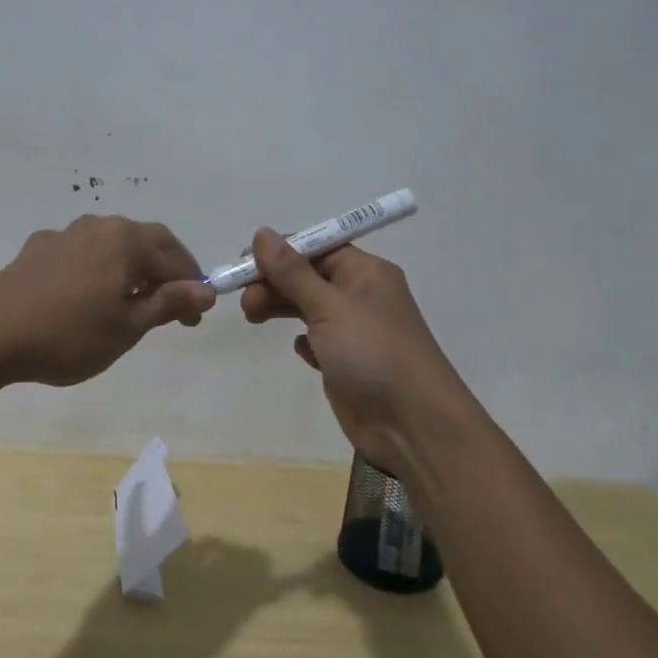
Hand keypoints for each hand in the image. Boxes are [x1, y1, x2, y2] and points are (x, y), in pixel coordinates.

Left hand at [0, 215, 214, 386]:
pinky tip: (85, 293)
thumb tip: (206, 291)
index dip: (191, 287)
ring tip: (129, 299)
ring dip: (131, 266)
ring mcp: (65, 233)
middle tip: (171, 306)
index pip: (175, 257)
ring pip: (112, 243)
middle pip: (146, 241)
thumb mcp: (127, 327)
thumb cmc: (68, 335)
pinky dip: (97, 268)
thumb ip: (168, 304)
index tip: (193, 320)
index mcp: (127, 241)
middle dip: (165, 270)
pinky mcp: (38, 247)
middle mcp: (99, 225)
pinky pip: (82, 251)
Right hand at [240, 230, 467, 478]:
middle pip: (308, 276)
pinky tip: (300, 350)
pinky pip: (317, 339)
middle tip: (245, 302)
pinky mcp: (346, 362)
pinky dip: (303, 340)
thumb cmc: (372, 353)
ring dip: (280, 307)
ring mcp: (354, 330)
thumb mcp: (329, 307)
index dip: (280, 252)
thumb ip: (292, 272)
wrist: (412, 423)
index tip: (244, 263)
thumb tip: (262, 233)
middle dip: (274, 282)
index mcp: (365, 272)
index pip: (316, 247)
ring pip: (308, 306)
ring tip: (251, 317)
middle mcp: (360, 295)